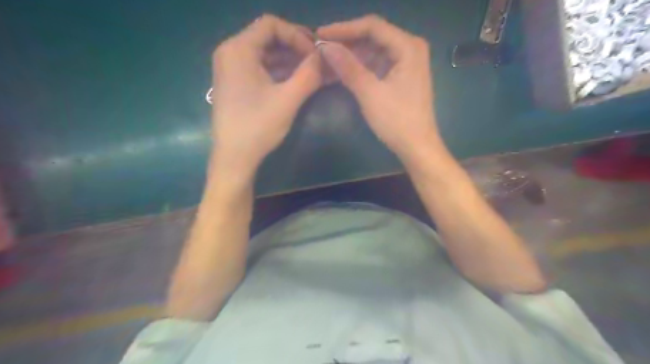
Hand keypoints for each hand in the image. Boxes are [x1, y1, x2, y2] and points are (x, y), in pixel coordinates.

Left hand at [212, 15, 319, 175]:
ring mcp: (231, 69)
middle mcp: (230, 53)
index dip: (297, 35)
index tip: (315, 54)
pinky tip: (296, 82)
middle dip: (296, 48)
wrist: (234, 157)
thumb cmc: (258, 126)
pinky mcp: (235, 84)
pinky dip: (279, 72)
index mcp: (238, 49)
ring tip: (312, 73)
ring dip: (290, 61)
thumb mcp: (288, 99)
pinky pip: (260, 68)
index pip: (271, 25)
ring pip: (265, 54)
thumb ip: (309, 74)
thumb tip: (324, 57)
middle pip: (268, 37)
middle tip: (317, 62)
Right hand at [318, 15, 444, 159]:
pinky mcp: (401, 76)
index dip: (344, 29)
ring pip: (374, 51)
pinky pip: (377, 64)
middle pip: (373, 37)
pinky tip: (343, 71)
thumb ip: (348, 67)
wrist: (417, 147)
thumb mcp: (370, 93)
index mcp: (408, 46)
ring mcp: (407, 62)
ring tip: (328, 59)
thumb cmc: (397, 121)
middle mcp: (410, 48)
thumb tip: (325, 46)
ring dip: (352, 55)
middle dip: (347, 42)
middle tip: (321, 48)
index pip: (372, 26)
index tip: (320, 35)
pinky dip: (360, 67)